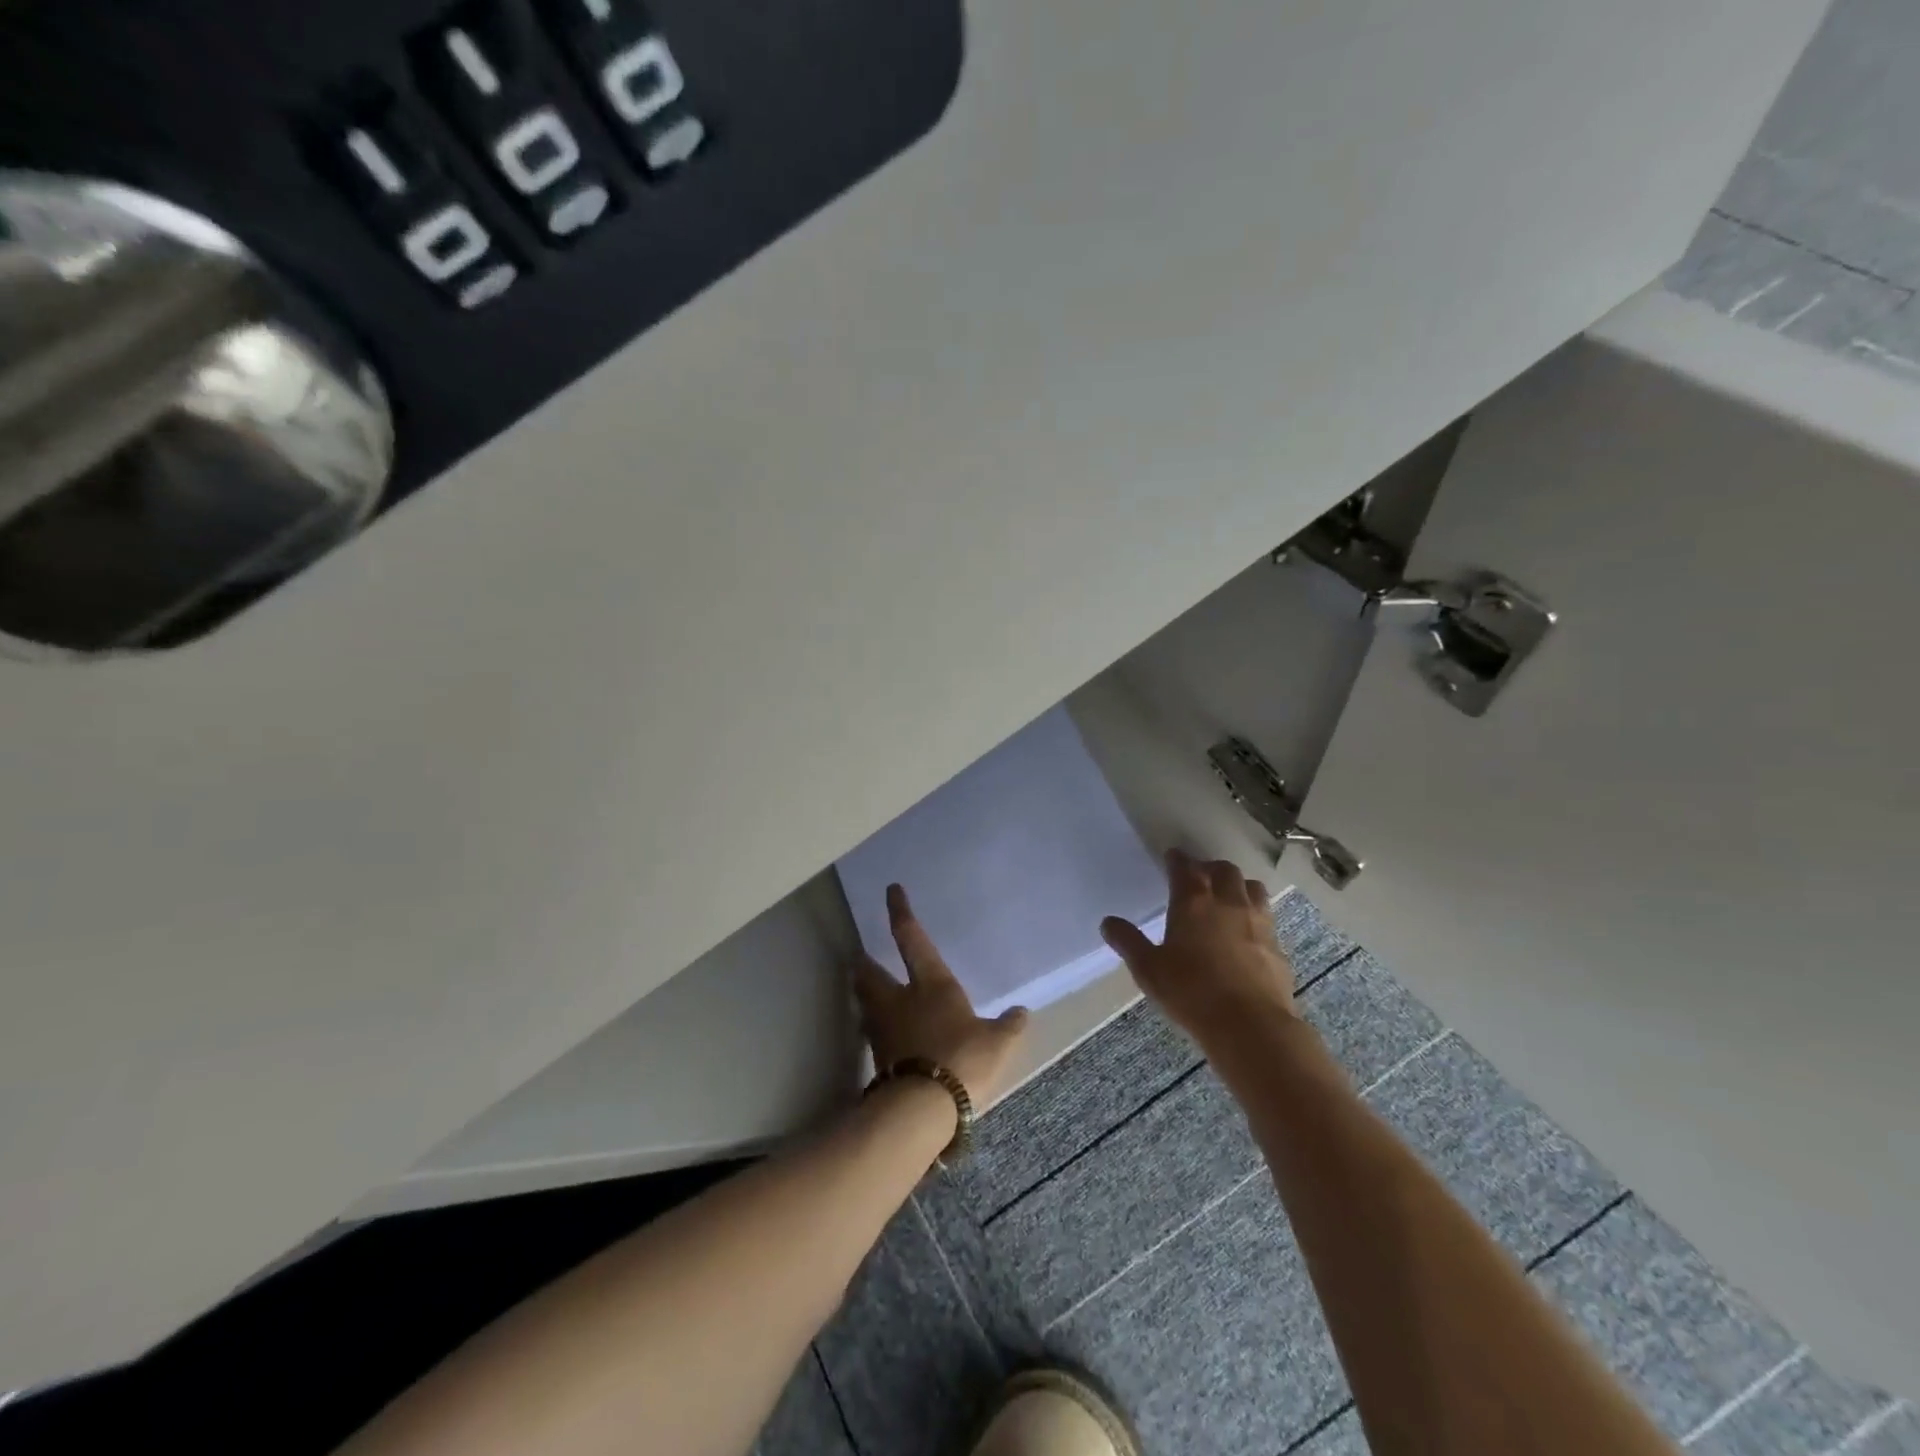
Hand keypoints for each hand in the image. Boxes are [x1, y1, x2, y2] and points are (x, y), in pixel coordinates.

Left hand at [853, 884, 1031, 1106]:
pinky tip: (886, 1036)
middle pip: (870, 973)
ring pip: (865, 1003)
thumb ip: (1008, 1026)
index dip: (900, 913)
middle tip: (861, 958)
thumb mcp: (996, 1042)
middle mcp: (899, 1000)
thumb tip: (1021, 1013)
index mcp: (931, 984)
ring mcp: (884, 1030)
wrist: (922, 1107)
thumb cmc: (962, 1059)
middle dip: (865, 963)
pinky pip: (874, 1034)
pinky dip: (876, 1029)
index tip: (891, 891)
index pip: (911, 939)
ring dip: (864, 995)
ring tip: (868, 993)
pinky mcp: (878, 1059)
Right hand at [1100, 849, 1300, 1045]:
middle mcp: (1228, 903)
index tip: (1172, 856)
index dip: (1177, 859)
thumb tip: (1108, 922)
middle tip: (1200, 876)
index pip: (1184, 868)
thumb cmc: (1192, 993)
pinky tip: (1248, 933)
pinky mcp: (1277, 946)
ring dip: (1239, 885)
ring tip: (1229, 896)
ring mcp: (1258, 922)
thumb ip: (1129, 942)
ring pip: (1253, 888)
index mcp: (1193, 902)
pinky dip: (1256, 916)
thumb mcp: (1149, 970)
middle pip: (1224, 870)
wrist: (1251, 1025)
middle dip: (1210, 868)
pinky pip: (1267, 918)